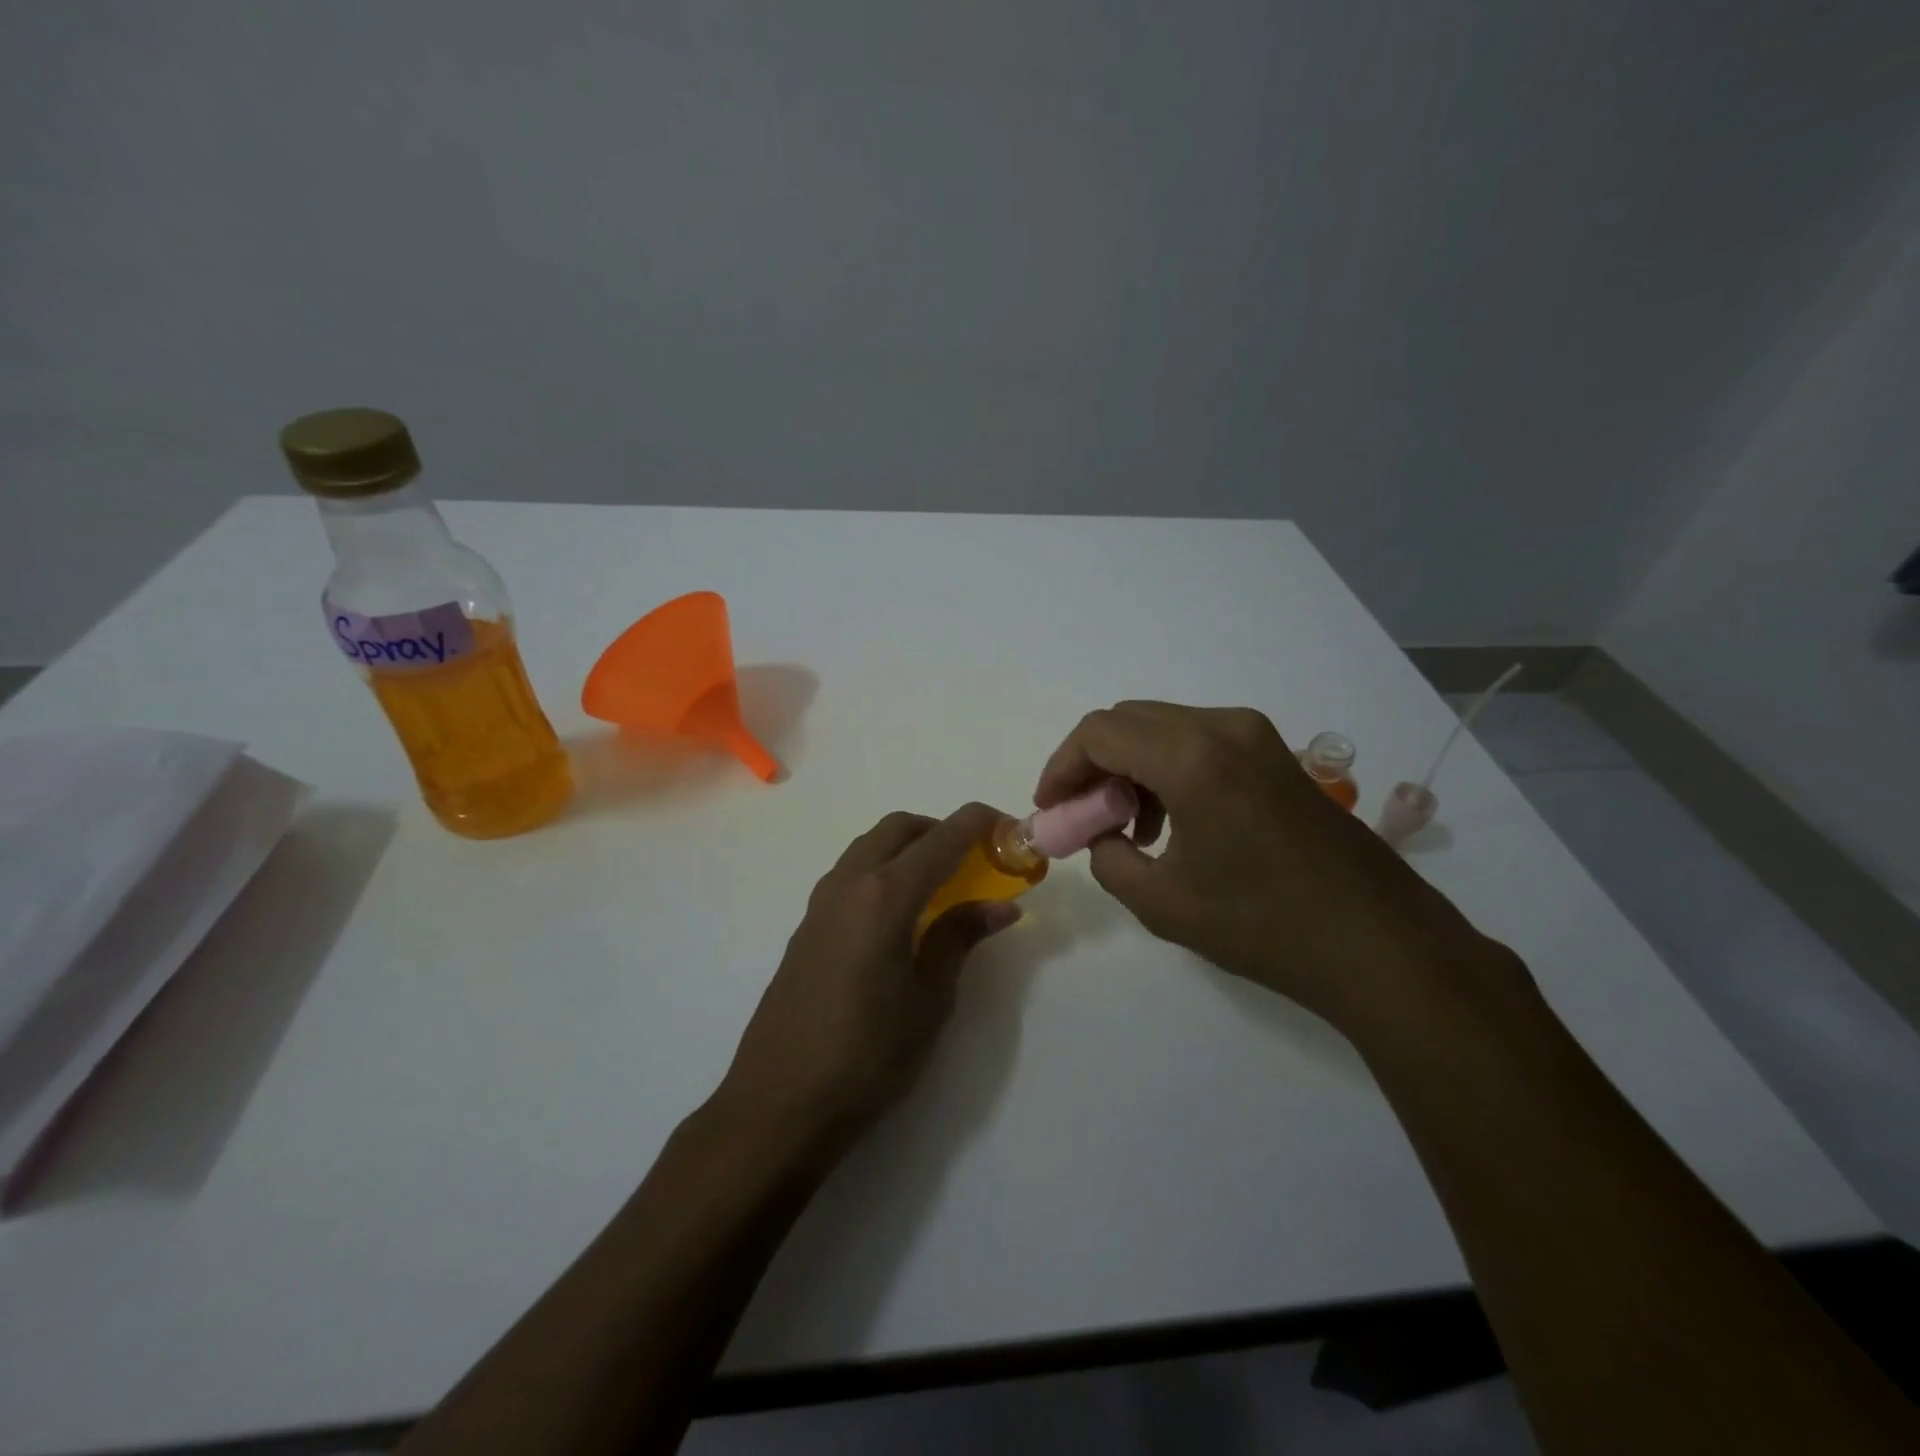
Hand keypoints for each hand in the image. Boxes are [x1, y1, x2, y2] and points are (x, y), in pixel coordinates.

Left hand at [715, 803, 1020, 1150]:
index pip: (941, 838)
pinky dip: (882, 871)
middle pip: (899, 828)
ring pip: (869, 846)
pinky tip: (899, 916)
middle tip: (974, 861)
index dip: (979, 824)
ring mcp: (820, 903)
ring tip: (940, 887)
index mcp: (885, 895)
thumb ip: (959, 939)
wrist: (779, 1103)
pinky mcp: (806, 926)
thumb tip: (1000, 906)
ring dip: (908, 848)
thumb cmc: (867, 1056)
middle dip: (940, 830)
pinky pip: (850, 874)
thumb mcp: (929, 1000)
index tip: (1010, 828)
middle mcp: (848, 883)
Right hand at [1036, 702, 1501, 1031]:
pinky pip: (1199, 742)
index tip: (1051, 809)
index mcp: (1192, 757)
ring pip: (1163, 728)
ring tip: (1126, 827)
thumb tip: (1100, 833)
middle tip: (1082, 814)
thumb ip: (1107, 857)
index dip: (1062, 767)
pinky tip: (1172, 821)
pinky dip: (1167, 768)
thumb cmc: (1263, 926)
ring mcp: (1257, 736)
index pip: (1099, 733)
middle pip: (1128, 721)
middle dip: (1092, 764)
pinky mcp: (1276, 755)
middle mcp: (1224, 727)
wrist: (1379, 945)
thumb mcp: (1160, 902)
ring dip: (1129, 766)